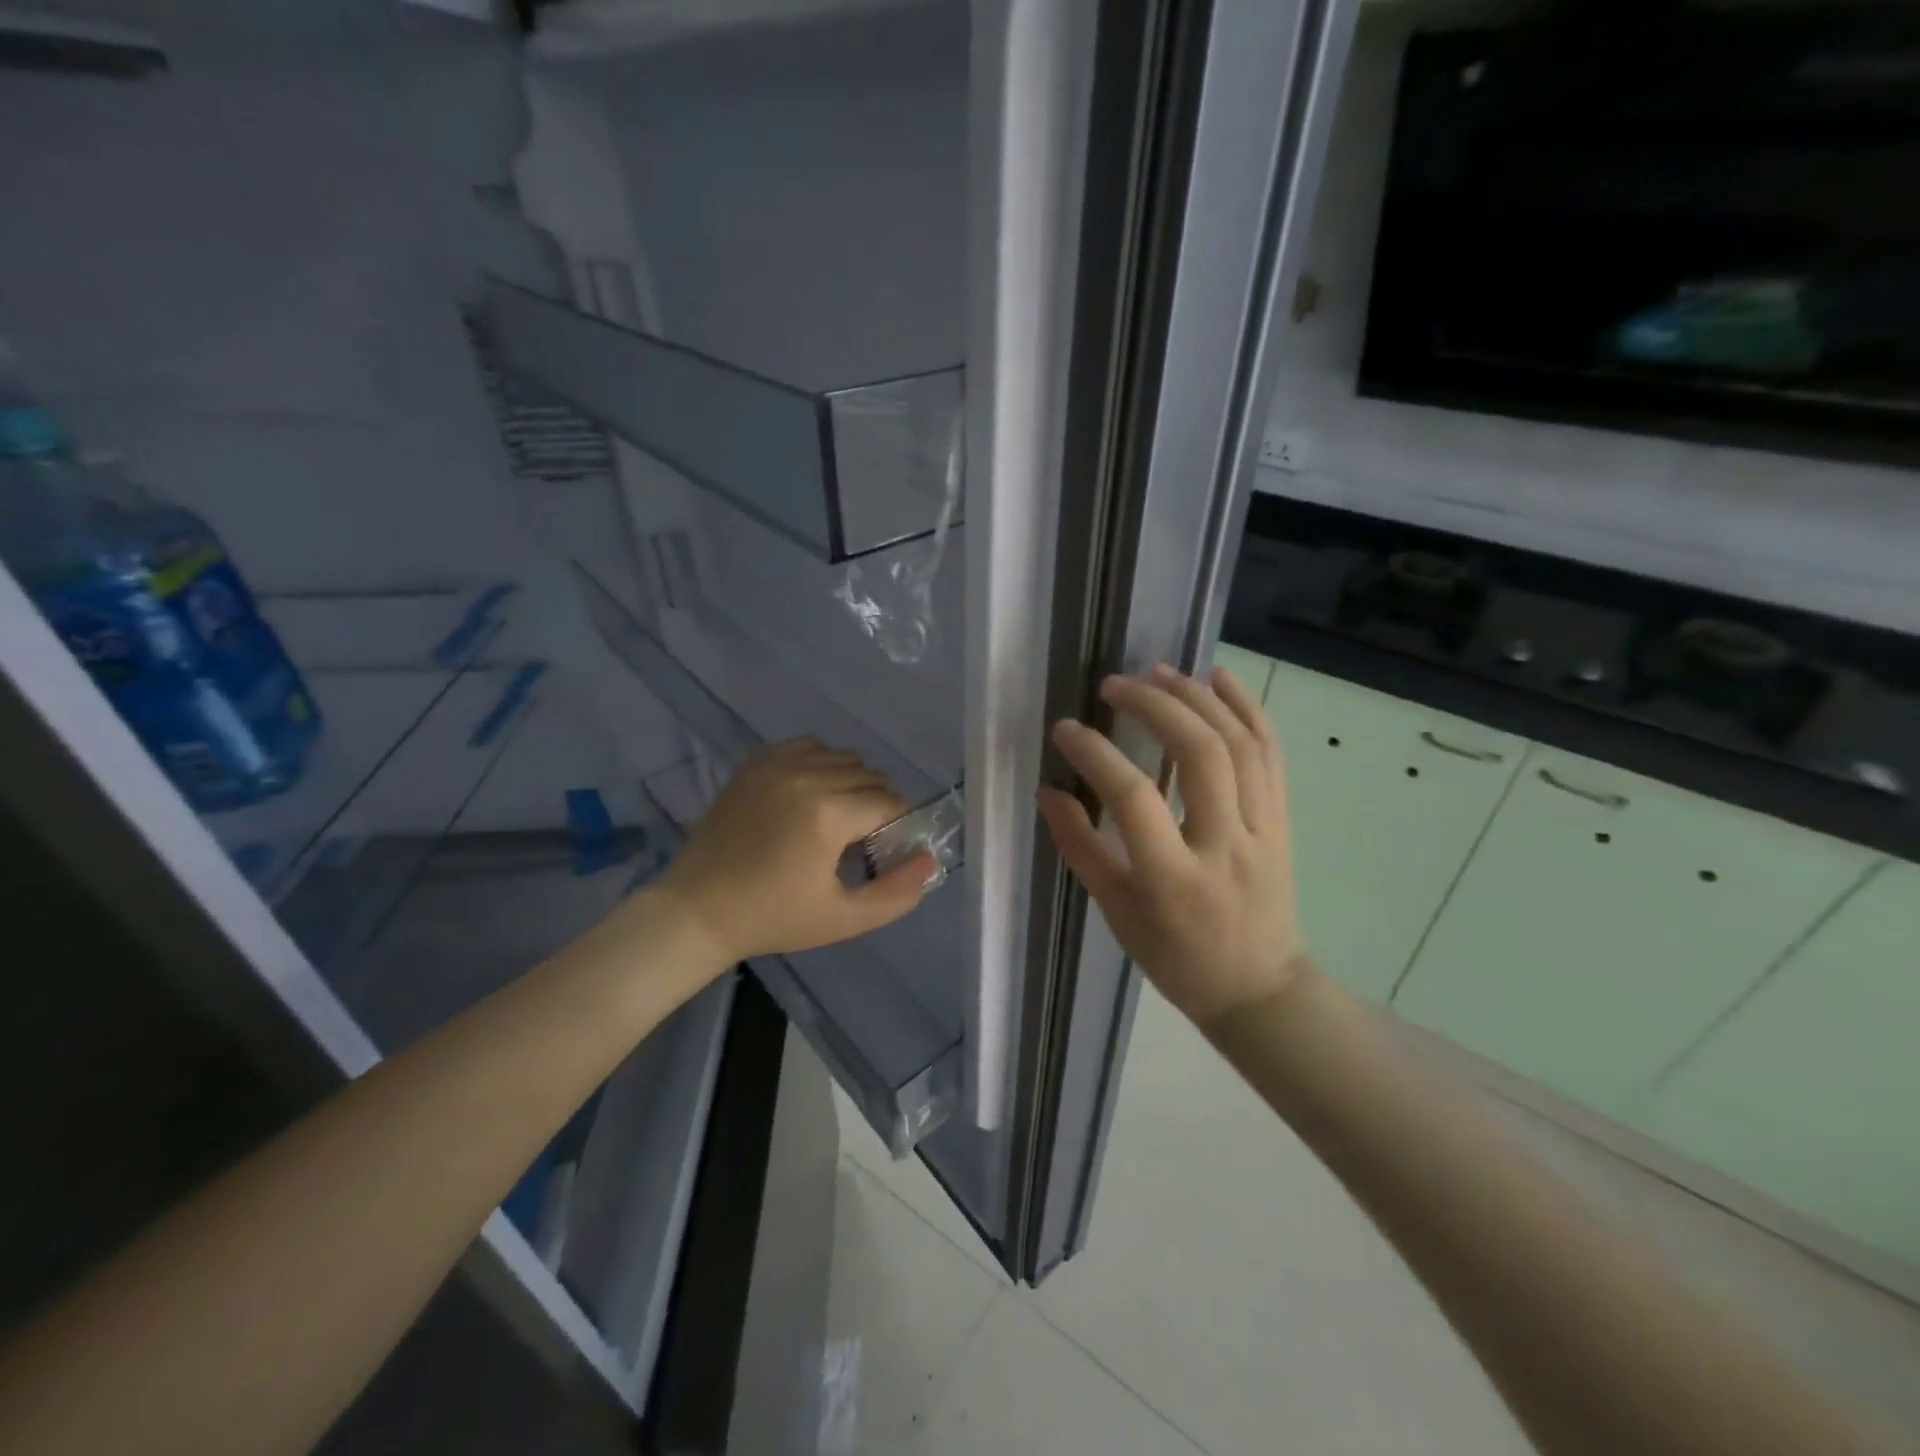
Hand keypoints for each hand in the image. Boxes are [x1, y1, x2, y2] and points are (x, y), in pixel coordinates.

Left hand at [657, 739, 933, 965]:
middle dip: (875, 805)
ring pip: (843, 757)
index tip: (878, 852)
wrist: (698, 908)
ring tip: (833, 817)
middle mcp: (808, 777)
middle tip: (856, 840)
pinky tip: (809, 792)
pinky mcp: (756, 763)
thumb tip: (929, 859)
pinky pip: (808, 746)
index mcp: (829, 814)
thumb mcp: (844, 919)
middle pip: (870, 776)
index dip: (894, 827)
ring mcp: (777, 765)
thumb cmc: (774, 917)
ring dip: (851, 782)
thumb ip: (897, 893)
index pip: (890, 802)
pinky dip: (820, 762)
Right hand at [1037, 664, 1306, 1026]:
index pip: (1134, 798)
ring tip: (1159, 670)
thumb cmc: (1175, 958)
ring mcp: (1263, 831)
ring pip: (1241, 744)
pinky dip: (1248, 709)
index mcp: (1173, 879)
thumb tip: (1048, 791)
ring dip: (1199, 697)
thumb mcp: (1116, 913)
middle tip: (1115, 684)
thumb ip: (1080, 848)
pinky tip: (1219, 678)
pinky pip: (1271, 754)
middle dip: (1155, 705)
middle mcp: (1225, 846)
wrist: (1258, 990)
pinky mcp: (1283, 821)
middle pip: (1201, 754)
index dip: (1095, 753)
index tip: (1065, 728)